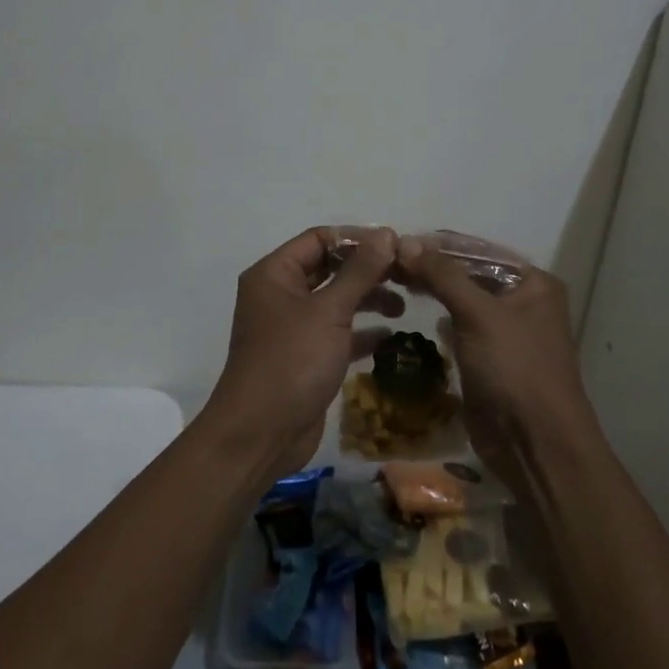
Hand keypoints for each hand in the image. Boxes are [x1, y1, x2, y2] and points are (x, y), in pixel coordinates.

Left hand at [204, 226, 402, 478]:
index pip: (318, 239)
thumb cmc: (291, 361)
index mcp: (274, 274)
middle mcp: (281, 295)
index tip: (394, 245)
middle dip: (367, 270)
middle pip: (329, 268)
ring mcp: (293, 327)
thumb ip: (360, 271)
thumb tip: (386, 233)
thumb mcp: (329, 311)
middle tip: (407, 274)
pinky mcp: (306, 357)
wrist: (261, 434)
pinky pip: (338, 333)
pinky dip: (362, 331)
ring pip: (335, 301)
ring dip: (368, 299)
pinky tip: (391, 335)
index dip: (356, 238)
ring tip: (403, 305)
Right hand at [395, 235, 595, 487]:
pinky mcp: (489, 358)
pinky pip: (460, 327)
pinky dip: (439, 318)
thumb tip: (404, 241)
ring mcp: (506, 332)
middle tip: (388, 262)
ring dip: (432, 290)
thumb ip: (442, 275)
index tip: (397, 238)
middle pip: (470, 273)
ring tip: (394, 280)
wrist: (535, 444)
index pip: (479, 249)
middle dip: (432, 266)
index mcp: (533, 282)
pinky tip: (413, 311)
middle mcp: (523, 301)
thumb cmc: (515, 369)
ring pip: (463, 300)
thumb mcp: (479, 314)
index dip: (439, 244)